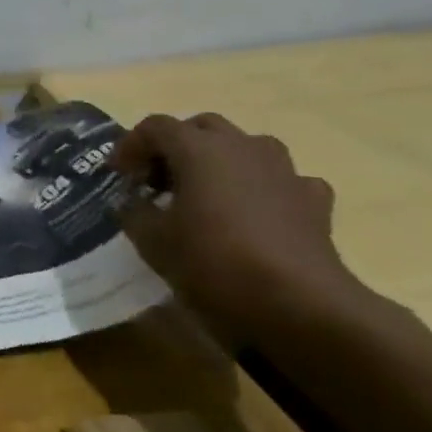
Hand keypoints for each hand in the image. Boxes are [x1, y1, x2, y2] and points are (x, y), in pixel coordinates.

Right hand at [113, 113, 372, 341]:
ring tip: (204, 192)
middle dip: (175, 146)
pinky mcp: (314, 200)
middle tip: (158, 178)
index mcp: (198, 148)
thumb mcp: (151, 240)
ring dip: (220, 161)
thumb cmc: (213, 261)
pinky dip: (262, 188)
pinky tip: (253, 213)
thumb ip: (134, 211)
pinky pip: (281, 179)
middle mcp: (242, 147)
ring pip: (245, 147)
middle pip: (201, 128)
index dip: (130, 145)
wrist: (300, 305)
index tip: (118, 174)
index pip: (155, 127)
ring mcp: (284, 171)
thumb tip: (134, 201)